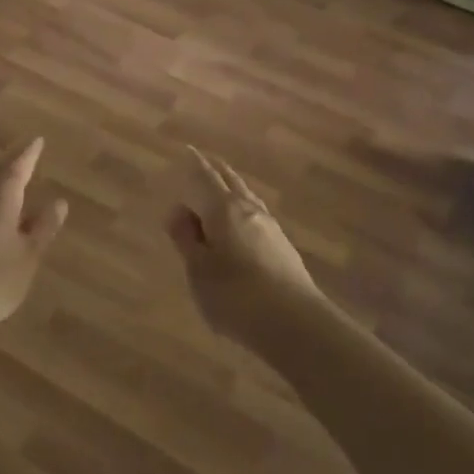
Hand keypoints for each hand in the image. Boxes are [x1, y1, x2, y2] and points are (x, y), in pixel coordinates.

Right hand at [166, 147, 322, 342]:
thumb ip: (187, 239)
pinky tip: (242, 222)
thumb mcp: (199, 269)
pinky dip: (243, 209)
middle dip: (216, 171)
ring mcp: (270, 227)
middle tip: (205, 162)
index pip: (205, 177)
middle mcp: (248, 209)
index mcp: (223, 209)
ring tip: (223, 188)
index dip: (195, 163)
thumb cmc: (235, 295)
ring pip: (247, 197)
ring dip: (232, 189)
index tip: (188, 150)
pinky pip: (256, 215)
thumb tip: (178, 210)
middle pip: (231, 181)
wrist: (295, 323)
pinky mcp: (282, 247)